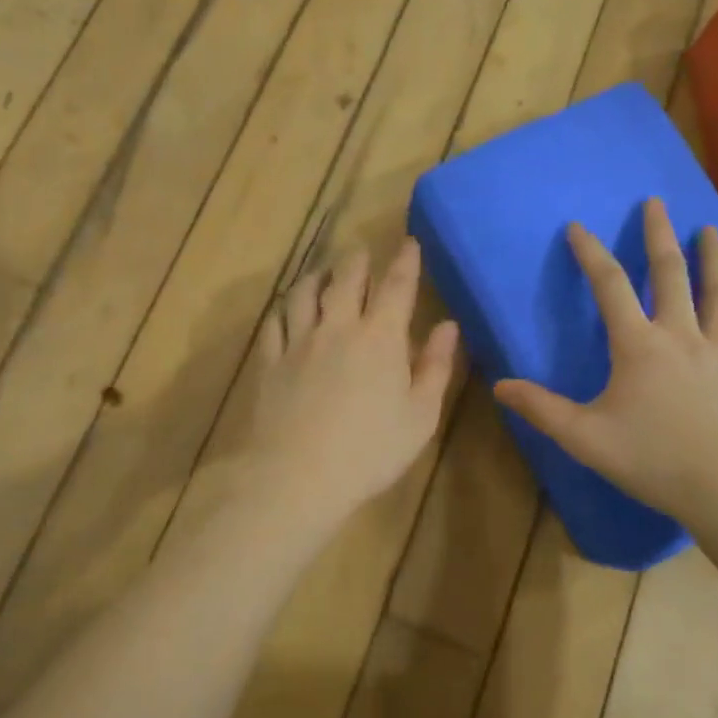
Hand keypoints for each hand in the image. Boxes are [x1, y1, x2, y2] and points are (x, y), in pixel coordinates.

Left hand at [241, 239, 459, 531]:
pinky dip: (284, 308)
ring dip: (317, 275)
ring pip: (305, 292)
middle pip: (346, 278)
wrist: (297, 476)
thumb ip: (436, 367)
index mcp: (381, 338)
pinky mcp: (269, 361)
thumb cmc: (371, 451)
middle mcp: (338, 327)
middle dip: (357, 259)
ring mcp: (298, 341)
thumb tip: (448, 326)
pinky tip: (287, 310)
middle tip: (361, 251)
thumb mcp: (420, 416)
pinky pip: (274, 321)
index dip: (405, 260)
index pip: (397, 286)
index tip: (409, 241)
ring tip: (322, 272)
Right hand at [493, 198, 717, 524]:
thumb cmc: (652, 460)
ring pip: (717, 296)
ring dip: (713, 260)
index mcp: (638, 346)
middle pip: (670, 275)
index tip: (577, 226)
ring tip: (711, 230)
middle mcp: (680, 338)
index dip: (591, 253)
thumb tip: (499, 385)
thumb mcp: (584, 437)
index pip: (609, 286)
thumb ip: (541, 408)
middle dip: (660, 236)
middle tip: (657, 203)